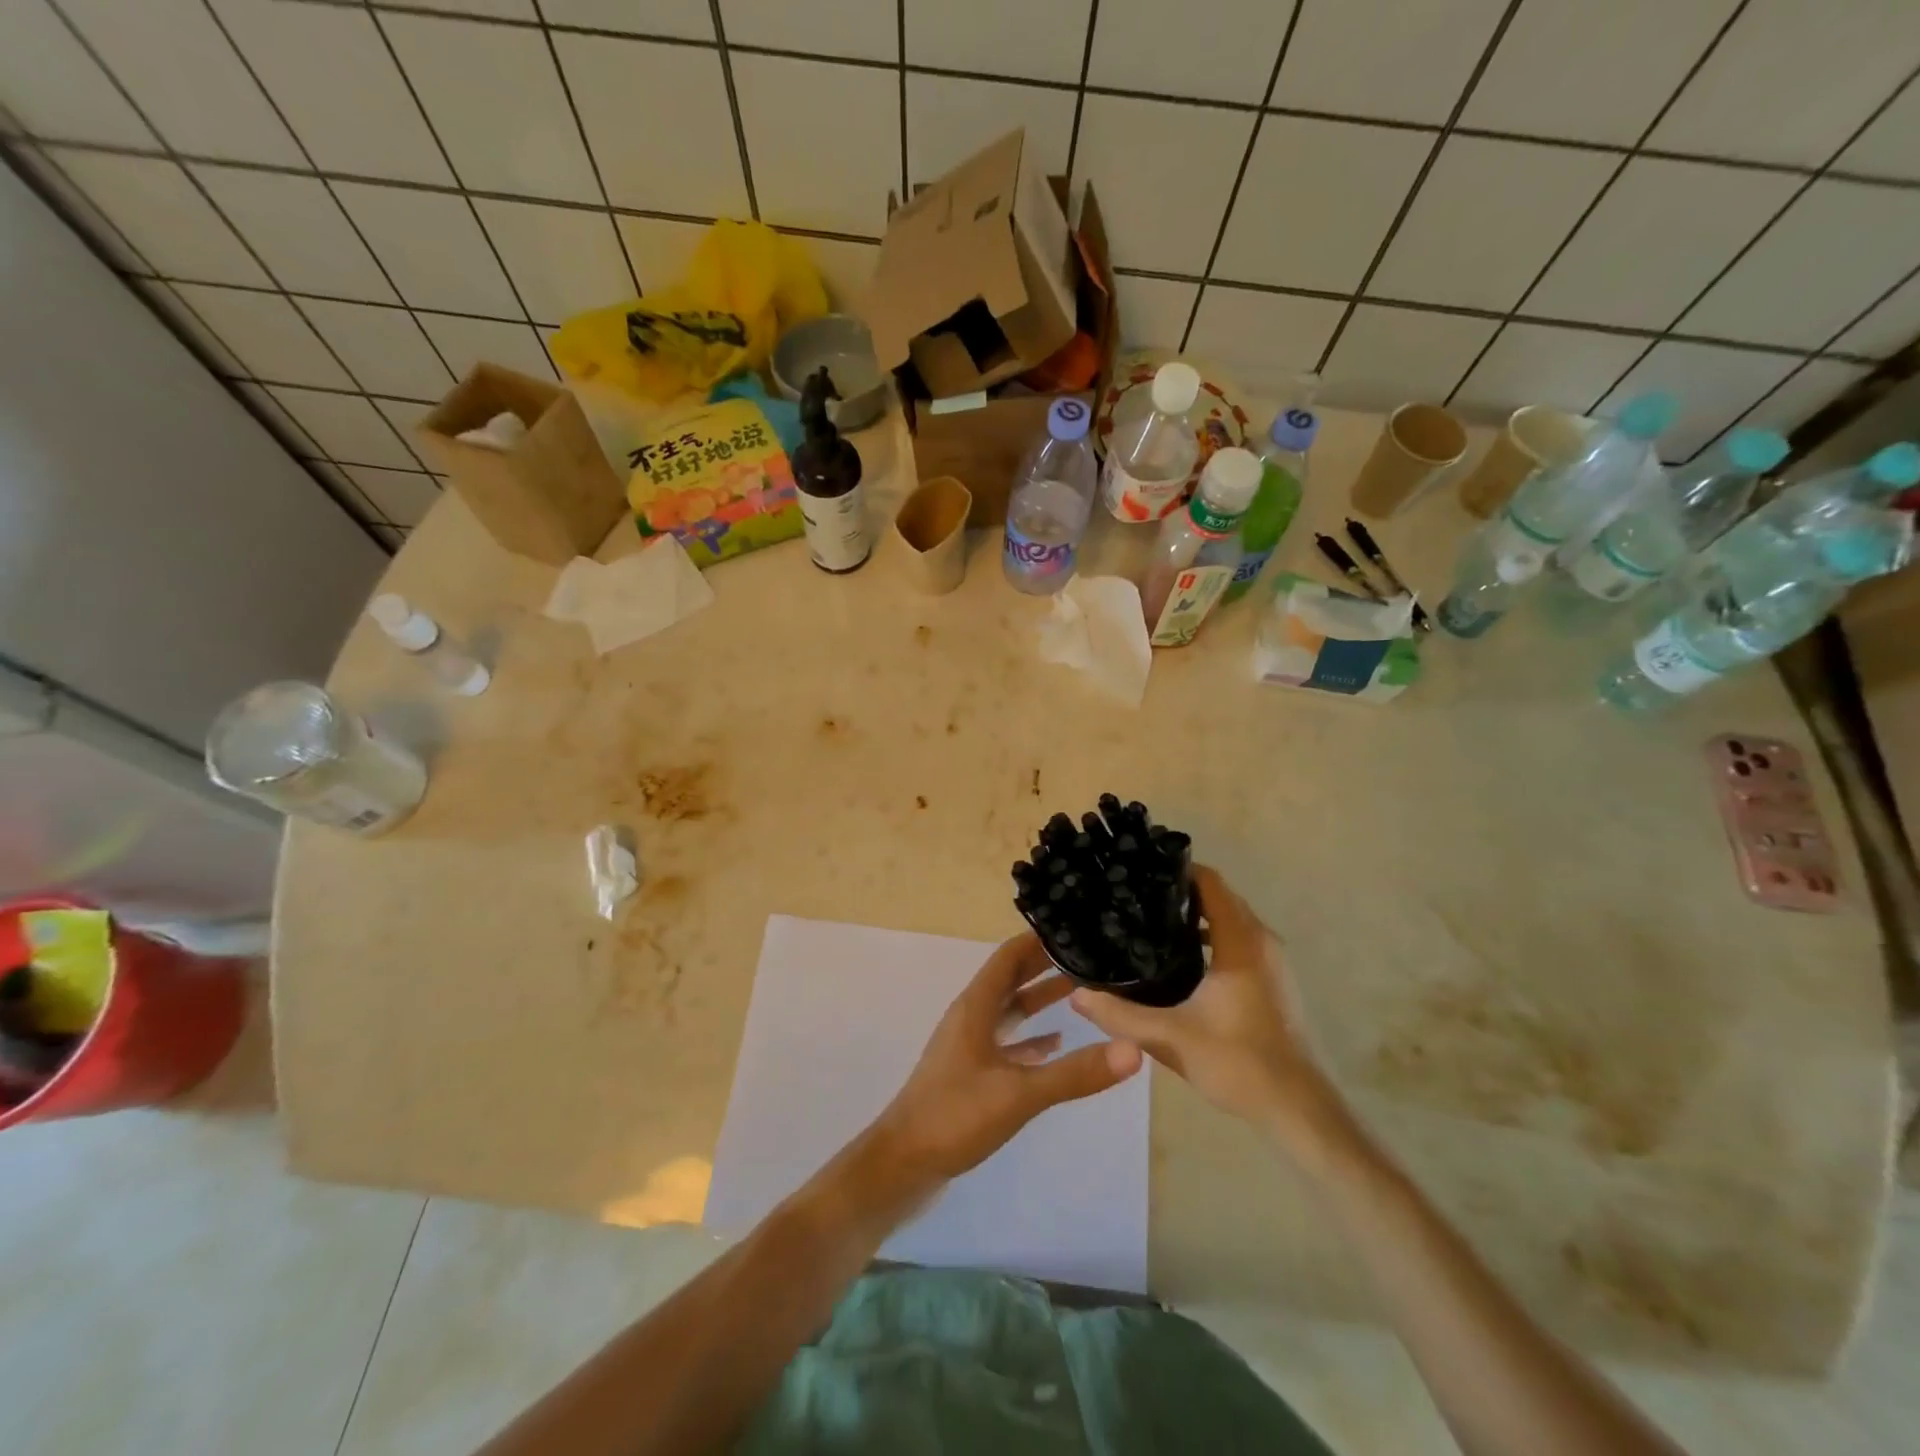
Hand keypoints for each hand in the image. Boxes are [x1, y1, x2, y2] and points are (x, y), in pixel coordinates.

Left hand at [861, 932, 1142, 1195]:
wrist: (903, 1163)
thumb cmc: (955, 1116)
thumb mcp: (1019, 1093)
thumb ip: (1074, 1072)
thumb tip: (1134, 1049)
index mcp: (975, 1006)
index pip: (1009, 956)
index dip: (1039, 940)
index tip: (1077, 929)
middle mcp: (971, 1017)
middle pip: (1011, 978)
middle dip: (1046, 965)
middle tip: (1089, 956)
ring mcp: (969, 1045)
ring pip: (1009, 1010)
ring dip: (1039, 999)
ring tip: (1082, 991)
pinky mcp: (971, 1073)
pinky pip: (1006, 1043)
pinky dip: (1031, 1038)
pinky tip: (1057, 1043)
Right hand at [1070, 866, 1348, 1157]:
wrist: (1300, 1110)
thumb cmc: (1239, 1063)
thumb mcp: (1170, 1038)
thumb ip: (1121, 1015)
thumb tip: (1077, 996)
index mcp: (1241, 942)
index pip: (1211, 883)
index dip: (1176, 869)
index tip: (1139, 869)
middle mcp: (1261, 941)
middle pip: (1220, 896)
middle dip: (1179, 890)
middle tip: (1133, 894)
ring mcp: (1271, 961)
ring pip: (1230, 919)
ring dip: (1196, 915)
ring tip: (1148, 921)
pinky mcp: (1273, 981)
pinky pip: (1238, 940)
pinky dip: (1211, 936)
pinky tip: (1178, 959)